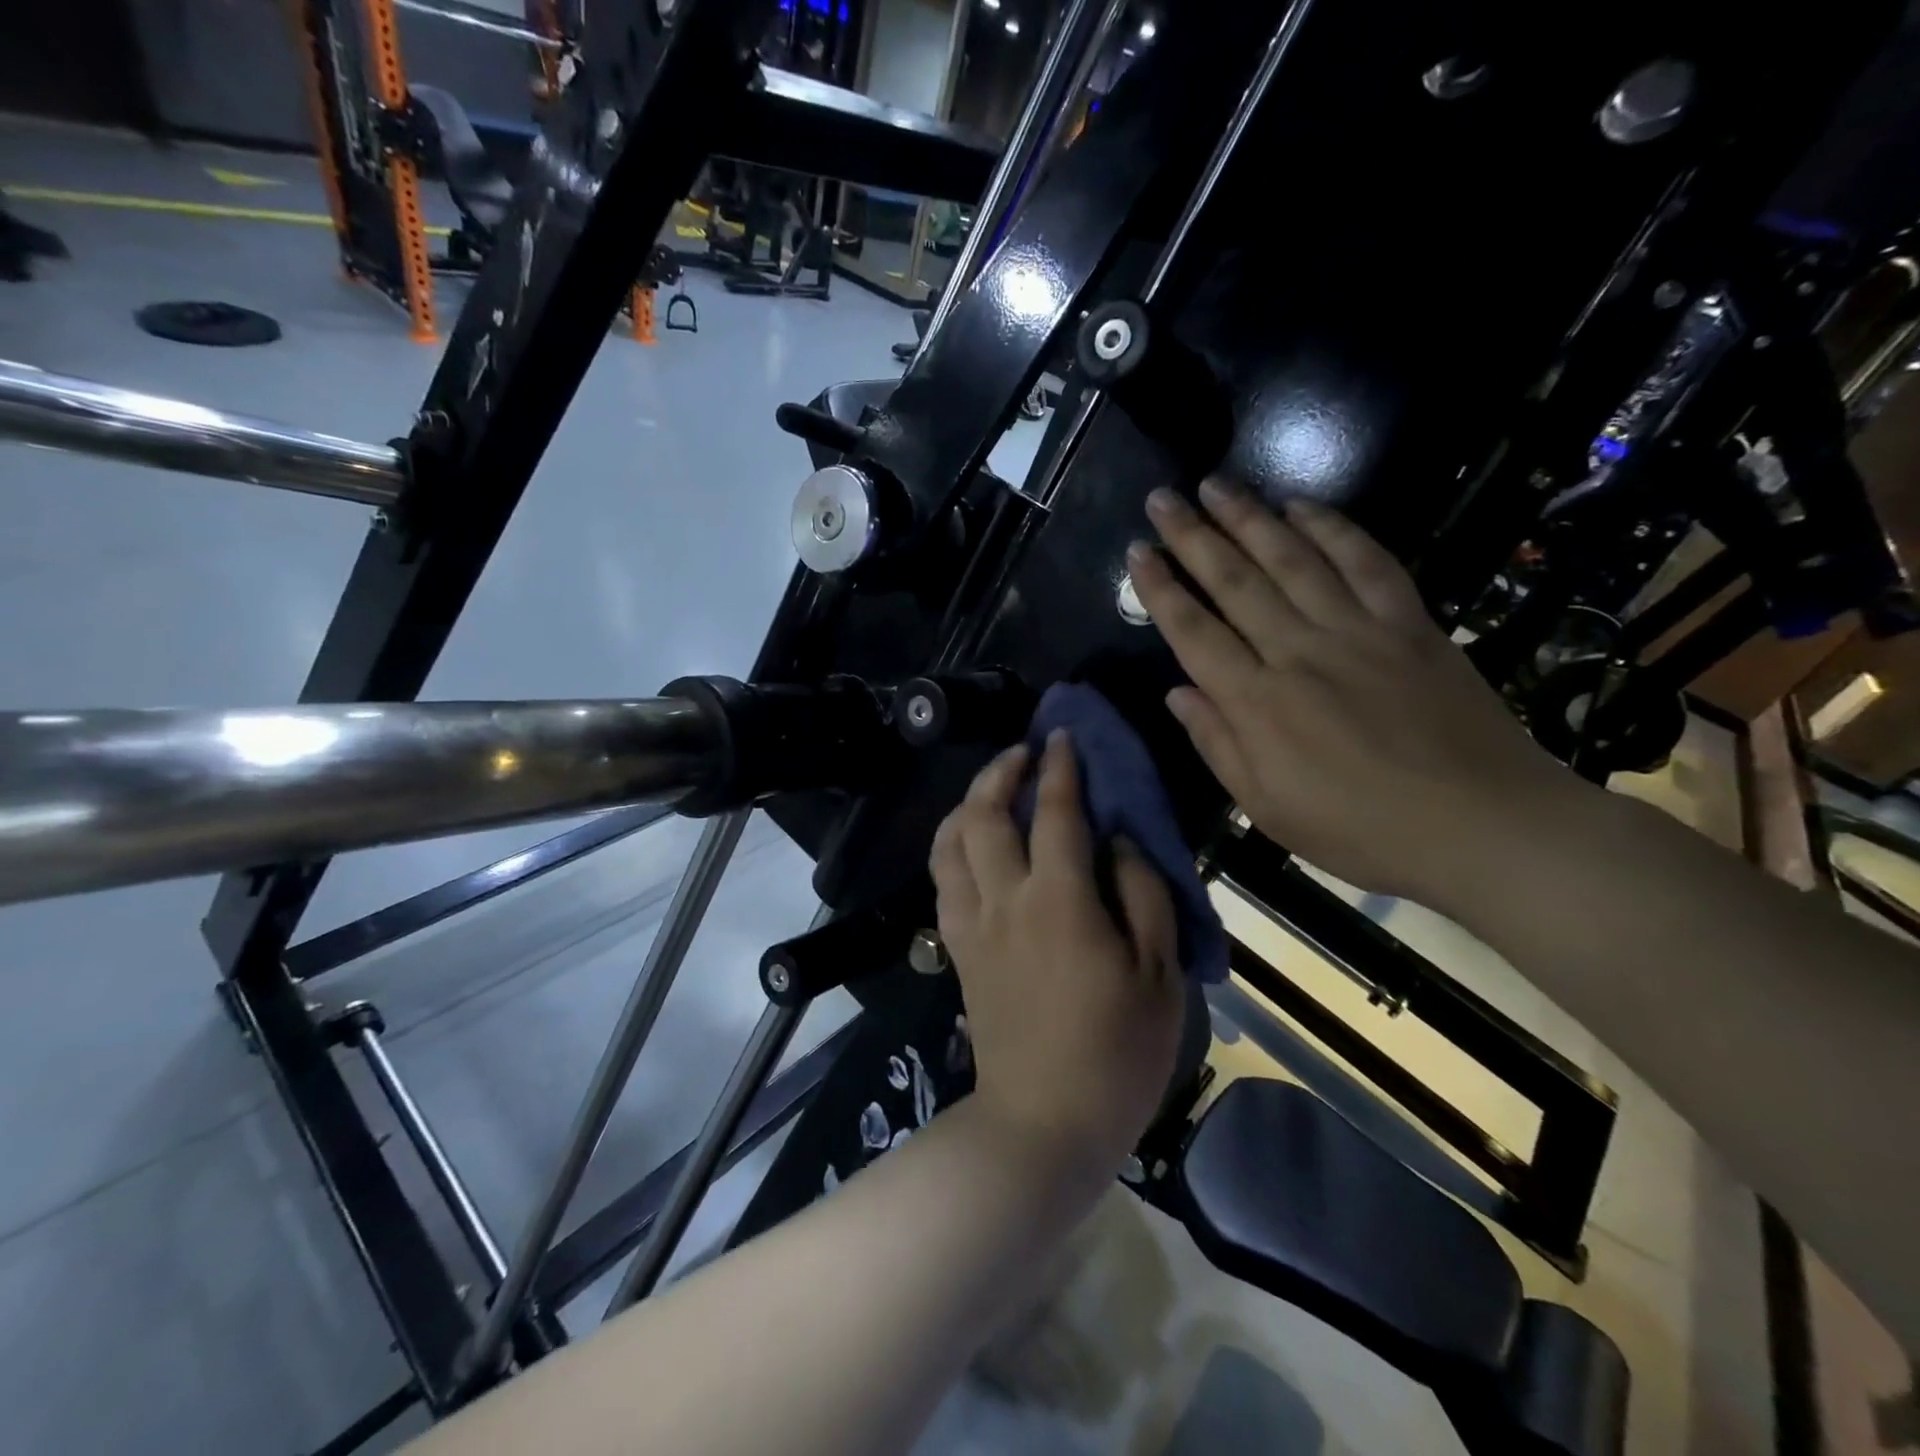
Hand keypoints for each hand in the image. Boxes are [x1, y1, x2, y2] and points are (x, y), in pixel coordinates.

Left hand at [930, 733, 1185, 1174]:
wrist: (1044, 1121)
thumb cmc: (1116, 1052)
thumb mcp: (1159, 975)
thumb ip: (1142, 895)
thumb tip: (1119, 839)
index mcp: (1059, 900)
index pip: (1055, 813)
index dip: (1059, 768)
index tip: (1060, 737)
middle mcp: (1005, 899)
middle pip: (984, 815)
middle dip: (1000, 772)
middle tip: (1022, 753)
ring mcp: (972, 924)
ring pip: (950, 843)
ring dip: (967, 804)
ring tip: (991, 791)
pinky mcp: (957, 950)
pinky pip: (942, 881)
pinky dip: (952, 847)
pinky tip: (972, 845)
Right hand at [1127, 479, 1593, 911]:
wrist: (1484, 826)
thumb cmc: (1360, 830)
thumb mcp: (1267, 809)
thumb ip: (1218, 745)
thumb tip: (1177, 694)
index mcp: (1257, 704)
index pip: (1194, 632)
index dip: (1160, 590)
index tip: (1136, 552)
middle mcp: (1299, 652)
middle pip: (1235, 582)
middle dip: (1192, 536)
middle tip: (1163, 498)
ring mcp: (1358, 631)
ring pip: (1293, 560)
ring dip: (1250, 518)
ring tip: (1217, 485)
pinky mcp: (1410, 624)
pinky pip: (1366, 563)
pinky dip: (1333, 529)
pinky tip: (1304, 506)